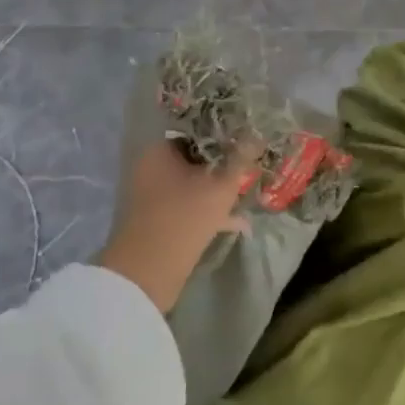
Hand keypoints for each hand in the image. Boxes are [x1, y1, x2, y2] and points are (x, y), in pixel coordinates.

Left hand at [97, 137, 256, 312]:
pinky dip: (209, 211)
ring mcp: (152, 196)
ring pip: (193, 184)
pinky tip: (237, 222)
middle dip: (223, 163)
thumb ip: (241, 158)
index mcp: (160, 150)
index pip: (196, 129)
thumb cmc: (185, 217)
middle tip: (249, 166)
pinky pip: (188, 206)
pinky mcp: (157, 221)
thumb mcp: (221, 185)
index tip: (246, 137)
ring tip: (247, 193)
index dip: (223, 132)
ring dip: (218, 188)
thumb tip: (257, 135)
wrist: (147, 274)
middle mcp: (151, 168)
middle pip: (195, 157)